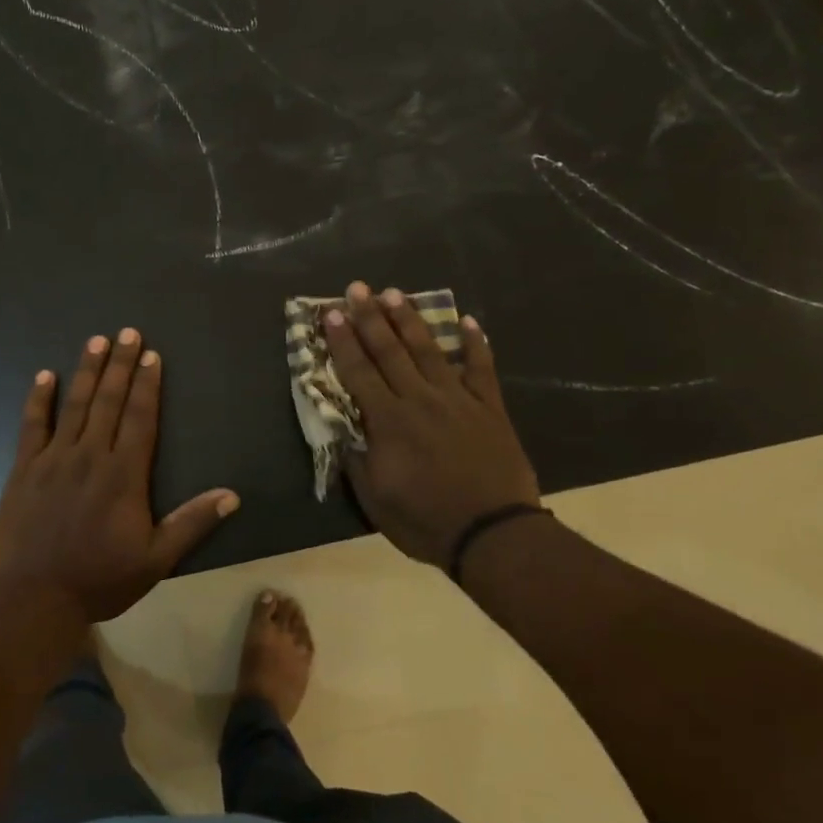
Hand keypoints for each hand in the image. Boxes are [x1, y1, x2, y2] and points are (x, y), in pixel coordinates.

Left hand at [0, 330, 239, 622]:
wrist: (33, 599)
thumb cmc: (100, 579)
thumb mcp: (155, 559)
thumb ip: (191, 523)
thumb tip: (232, 495)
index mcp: (124, 474)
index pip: (140, 418)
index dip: (147, 385)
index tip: (152, 355)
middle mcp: (90, 456)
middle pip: (109, 401)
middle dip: (120, 364)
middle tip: (128, 331)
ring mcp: (54, 459)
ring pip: (75, 405)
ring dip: (87, 371)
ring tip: (96, 340)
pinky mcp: (25, 470)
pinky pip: (32, 426)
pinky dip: (38, 400)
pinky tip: (45, 376)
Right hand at [324, 283, 540, 571]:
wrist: (493, 534)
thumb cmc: (425, 521)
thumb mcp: (375, 500)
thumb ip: (357, 460)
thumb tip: (343, 429)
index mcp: (388, 421)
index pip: (358, 372)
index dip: (342, 341)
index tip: (330, 313)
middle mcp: (419, 399)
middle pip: (390, 351)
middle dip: (370, 317)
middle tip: (357, 288)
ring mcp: (458, 400)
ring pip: (429, 350)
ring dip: (410, 320)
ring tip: (395, 293)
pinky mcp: (489, 408)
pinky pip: (481, 369)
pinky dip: (475, 344)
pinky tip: (469, 321)